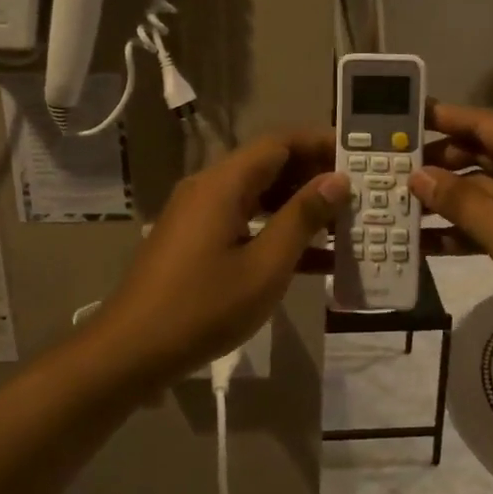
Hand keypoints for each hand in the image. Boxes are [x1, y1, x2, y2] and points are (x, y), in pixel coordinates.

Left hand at [88, 131, 349, 385]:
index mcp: (223, 184)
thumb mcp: (265, 265)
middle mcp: (209, 189)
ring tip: (345, 224)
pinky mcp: (196, 242)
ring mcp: (199, 216)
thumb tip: (337, 180)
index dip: (319, 144)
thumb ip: (302, 218)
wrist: (133, 350)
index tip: (358, 155)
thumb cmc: (204, 306)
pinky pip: (244, 223)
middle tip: (359, 193)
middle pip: (269, 167)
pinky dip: (276, 233)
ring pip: (259, 198)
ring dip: (299, 208)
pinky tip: (316, 260)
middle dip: (314, 178)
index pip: (279, 143)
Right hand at [411, 103, 492, 360]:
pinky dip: (471, 229)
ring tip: (401, 209)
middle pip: (484, 155)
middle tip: (390, 171)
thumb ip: (463, 205)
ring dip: (450, 201)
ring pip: (489, 190)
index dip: (443, 118)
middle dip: (439, 164)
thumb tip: (418, 176)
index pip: (485, 123)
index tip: (401, 118)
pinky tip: (431, 244)